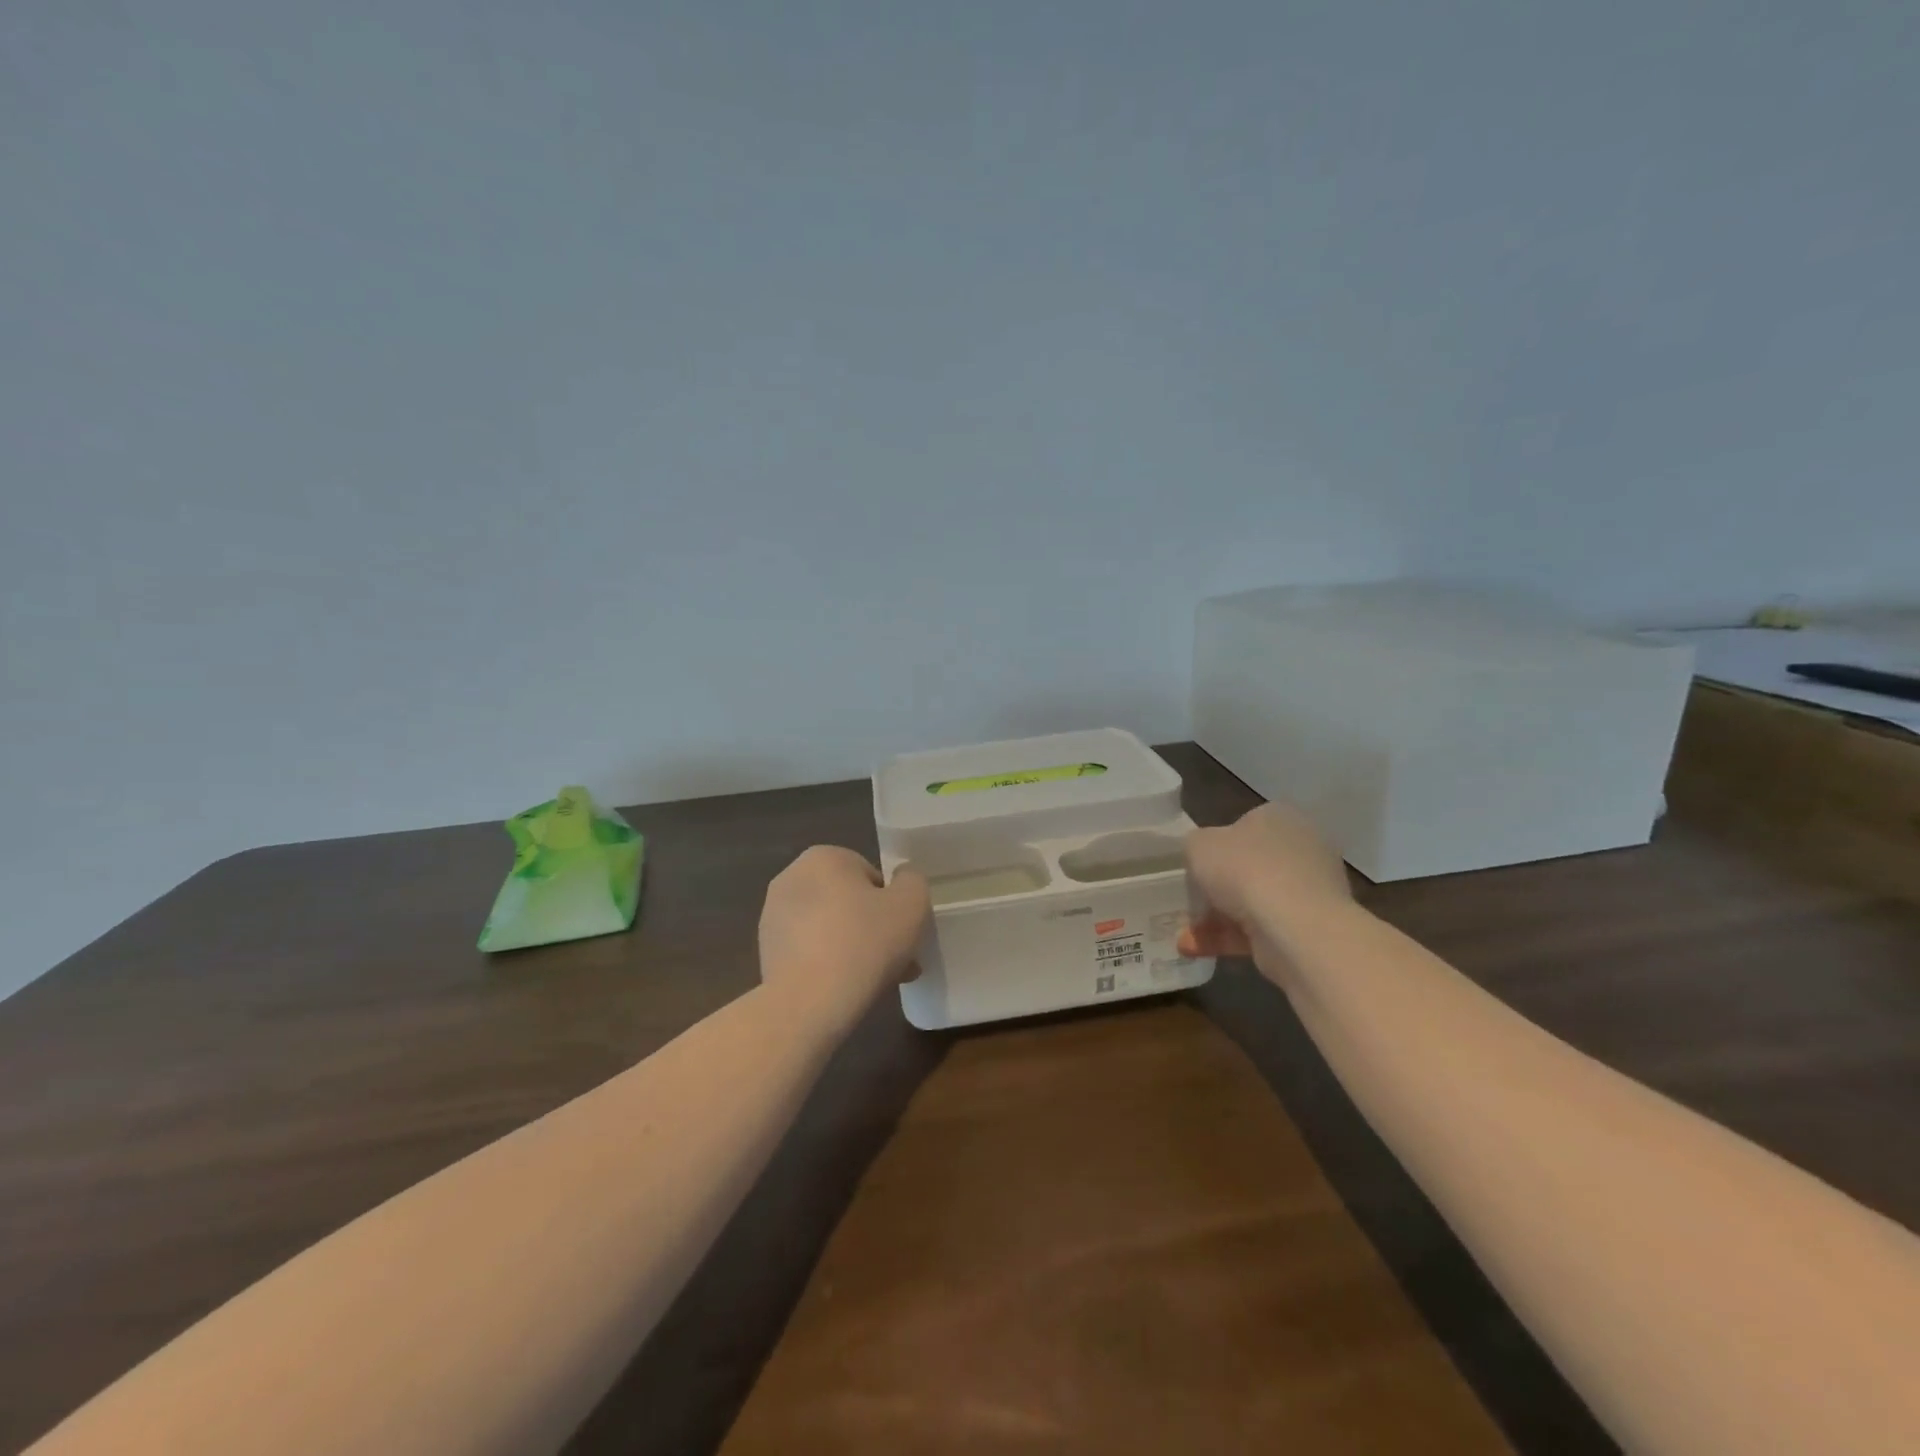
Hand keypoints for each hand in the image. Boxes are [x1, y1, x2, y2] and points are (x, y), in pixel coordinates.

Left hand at [758, 846, 930, 1028]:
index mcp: (823, 857)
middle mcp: (791, 878)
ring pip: (831, 928)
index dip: (893, 906)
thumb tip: (902, 880)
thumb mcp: (911, 904)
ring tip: (877, 982)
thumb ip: (912, 881)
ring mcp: (773, 916)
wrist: (808, 1003)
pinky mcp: (766, 952)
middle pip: (849, 902)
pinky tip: (846, 990)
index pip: (872, 876)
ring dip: (855, 948)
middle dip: (874, 929)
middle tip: (897, 960)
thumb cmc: (864, 943)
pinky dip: (829, 965)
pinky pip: (810, 951)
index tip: (904, 934)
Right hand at [1178, 803, 1351, 958]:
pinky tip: (1197, 950)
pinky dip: (1230, 938)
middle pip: (1248, 867)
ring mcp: (1309, 890)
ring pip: (1253, 902)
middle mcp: (1302, 848)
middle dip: (1216, 890)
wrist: (1294, 928)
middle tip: (1190, 904)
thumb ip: (1196, 846)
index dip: (1215, 848)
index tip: (1196, 868)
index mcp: (1280, 817)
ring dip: (1216, 919)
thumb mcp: (1198, 845)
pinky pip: (1261, 929)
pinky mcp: (1309, 927)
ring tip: (1184, 938)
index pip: (1243, 826)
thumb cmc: (1244, 870)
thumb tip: (1205, 859)